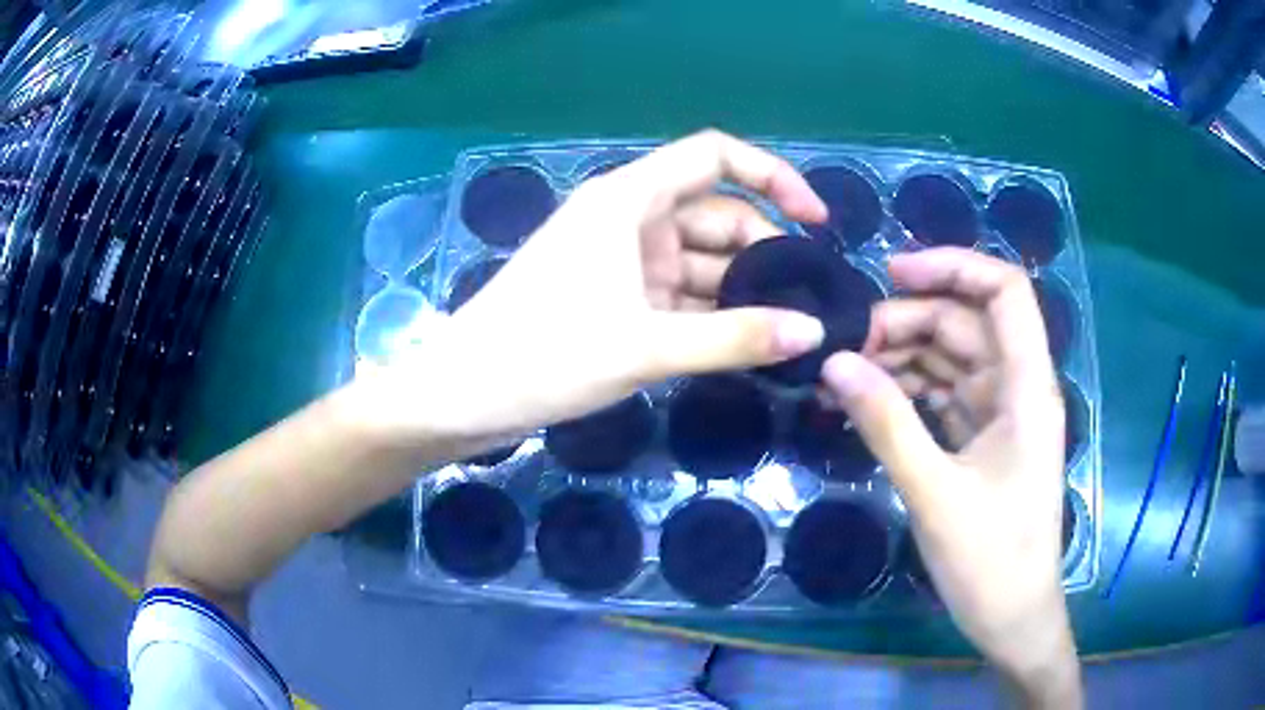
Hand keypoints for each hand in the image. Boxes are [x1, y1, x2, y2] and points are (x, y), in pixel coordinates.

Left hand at [360, 130, 828, 443]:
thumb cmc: (543, 356)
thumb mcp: (646, 346)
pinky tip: (745, 345)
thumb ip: (734, 338)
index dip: (773, 176)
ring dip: (741, 292)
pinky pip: (679, 295)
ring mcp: (620, 260)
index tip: (816, 221)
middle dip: (764, 253)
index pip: (715, 156)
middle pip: (716, 216)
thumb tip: (812, 331)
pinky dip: (711, 316)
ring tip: (789, 331)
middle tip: (810, 304)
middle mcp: (628, 218)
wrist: (463, 396)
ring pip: (700, 261)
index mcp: (628, 199)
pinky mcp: (614, 298)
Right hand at [820, 248, 1081, 707]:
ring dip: (902, 359)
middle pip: (966, 323)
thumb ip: (887, 425)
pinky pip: (944, 395)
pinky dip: (908, 393)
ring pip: (951, 358)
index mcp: (1028, 388)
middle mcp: (1019, 388)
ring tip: (845, 379)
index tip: (890, 274)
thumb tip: (833, 364)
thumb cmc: (991, 561)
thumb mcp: (935, 494)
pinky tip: (867, 403)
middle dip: (907, 323)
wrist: (1012, 618)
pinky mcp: (983, 439)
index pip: (1005, 291)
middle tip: (845, 351)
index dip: (953, 266)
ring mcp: (1001, 414)